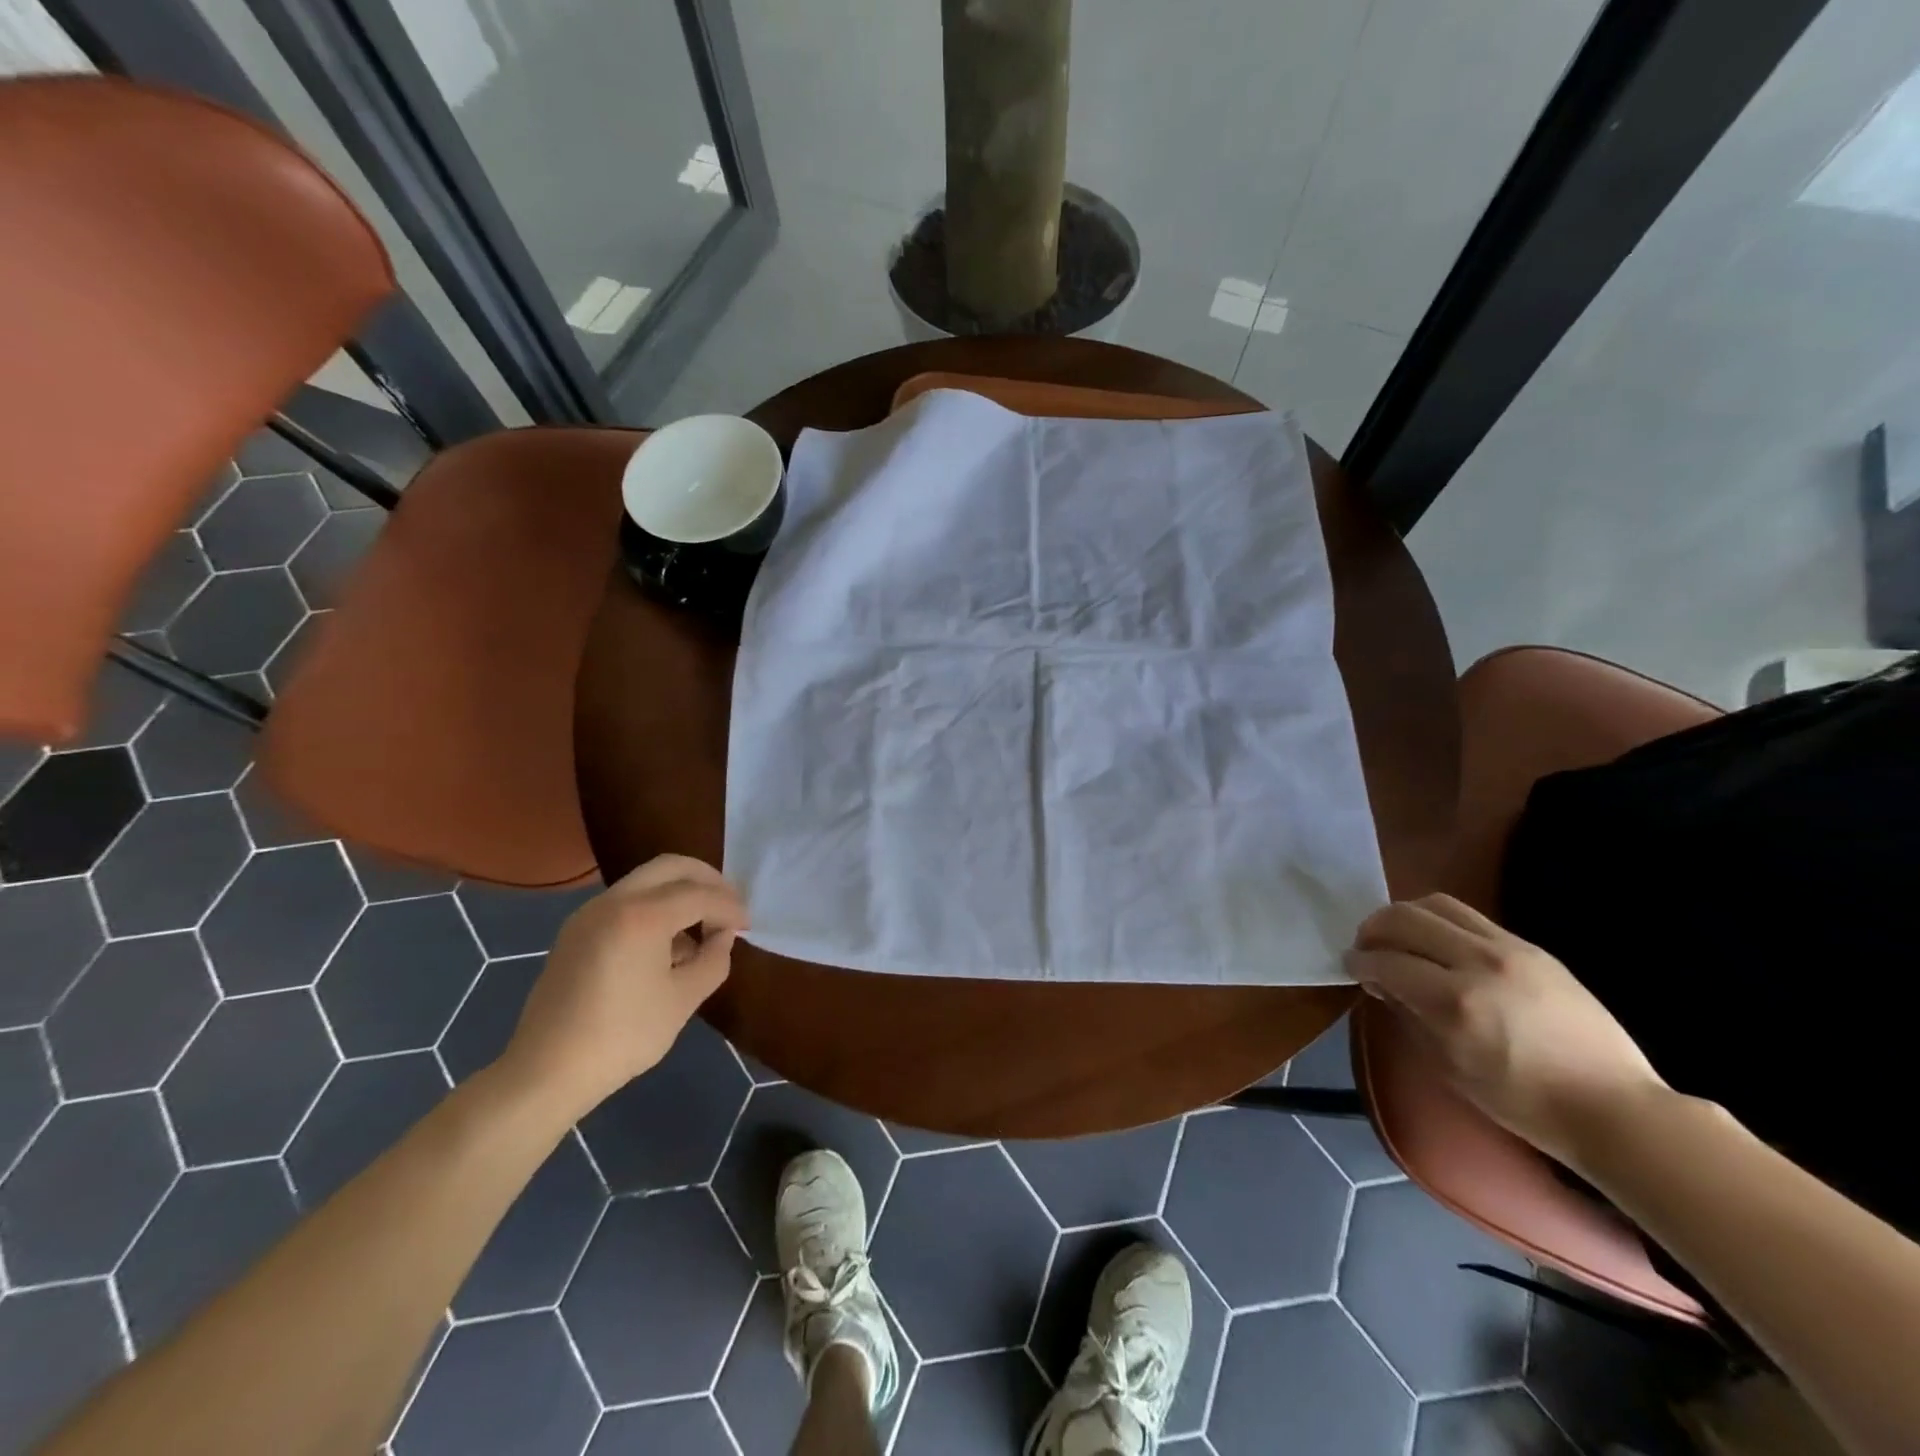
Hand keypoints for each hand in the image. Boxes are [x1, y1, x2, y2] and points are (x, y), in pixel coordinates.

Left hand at [497, 855, 747, 1119]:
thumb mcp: (683, 1000)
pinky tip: (668, 943)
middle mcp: (613, 901)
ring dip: (680, 892)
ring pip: (646, 880)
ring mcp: (589, 913)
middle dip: (707, 880)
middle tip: (729, 905)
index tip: (747, 926)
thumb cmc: (622, 1037)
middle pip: (671, 867)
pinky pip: (626, 900)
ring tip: (702, 926)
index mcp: (642, 916)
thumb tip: (722, 937)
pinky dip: (655, 906)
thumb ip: (713, 960)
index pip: (700, 894)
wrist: (546, 1072)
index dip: (730, 907)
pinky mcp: (577, 931)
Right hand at [1345, 894, 1665, 1168]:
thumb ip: (1409, 1015)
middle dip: (1374, 929)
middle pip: (1405, 918)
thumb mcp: (1450, 1067)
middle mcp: (1478, 962)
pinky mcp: (1531, 947)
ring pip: (1436, 904)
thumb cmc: (1523, 1102)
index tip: (1350, 967)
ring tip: (1399, 937)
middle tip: (1366, 947)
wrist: (1614, 1108)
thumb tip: (1382, 983)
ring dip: (1405, 916)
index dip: (1359, 962)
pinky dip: (1440, 922)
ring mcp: (1509, 949)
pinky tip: (1438, 945)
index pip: (1386, 962)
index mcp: (1455, 1002)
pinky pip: (1470, 916)